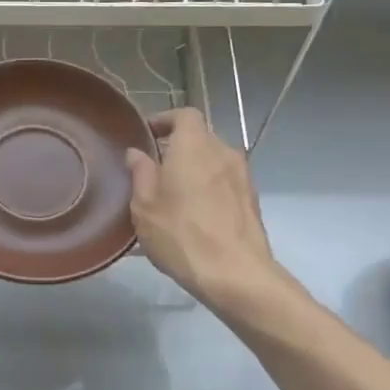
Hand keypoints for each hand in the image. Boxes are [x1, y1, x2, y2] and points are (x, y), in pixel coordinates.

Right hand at [126, 108, 276, 309]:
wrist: (235, 274)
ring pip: (213, 161)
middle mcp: (223, 152)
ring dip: (194, 169)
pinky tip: (194, 213)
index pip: (184, 114)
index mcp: (194, 145)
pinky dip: (209, 187)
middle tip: (154, 169)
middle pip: (200, 137)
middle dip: (177, 147)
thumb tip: (136, 152)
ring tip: (173, 194)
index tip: (147, 134)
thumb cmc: (182, 234)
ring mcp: (243, 176)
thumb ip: (140, 173)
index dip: (165, 119)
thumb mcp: (145, 205)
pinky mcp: (252, 200)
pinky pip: (225, 182)